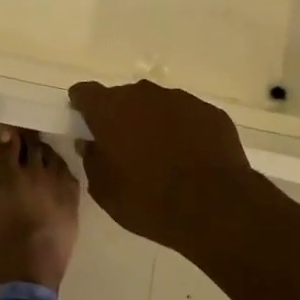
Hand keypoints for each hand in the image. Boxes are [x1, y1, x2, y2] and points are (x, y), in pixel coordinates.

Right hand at [68, 80, 258, 251]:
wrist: (217, 207)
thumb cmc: (150, 200)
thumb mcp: (105, 190)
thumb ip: (91, 160)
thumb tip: (90, 144)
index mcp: (110, 108)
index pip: (85, 92)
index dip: (83, 107)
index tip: (86, 125)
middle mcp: (142, 94)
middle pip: (123, 98)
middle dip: (121, 117)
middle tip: (127, 149)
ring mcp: (179, 99)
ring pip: (157, 105)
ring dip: (154, 123)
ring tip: (164, 156)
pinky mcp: (209, 112)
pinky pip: (188, 117)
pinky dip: (184, 131)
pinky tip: (192, 159)